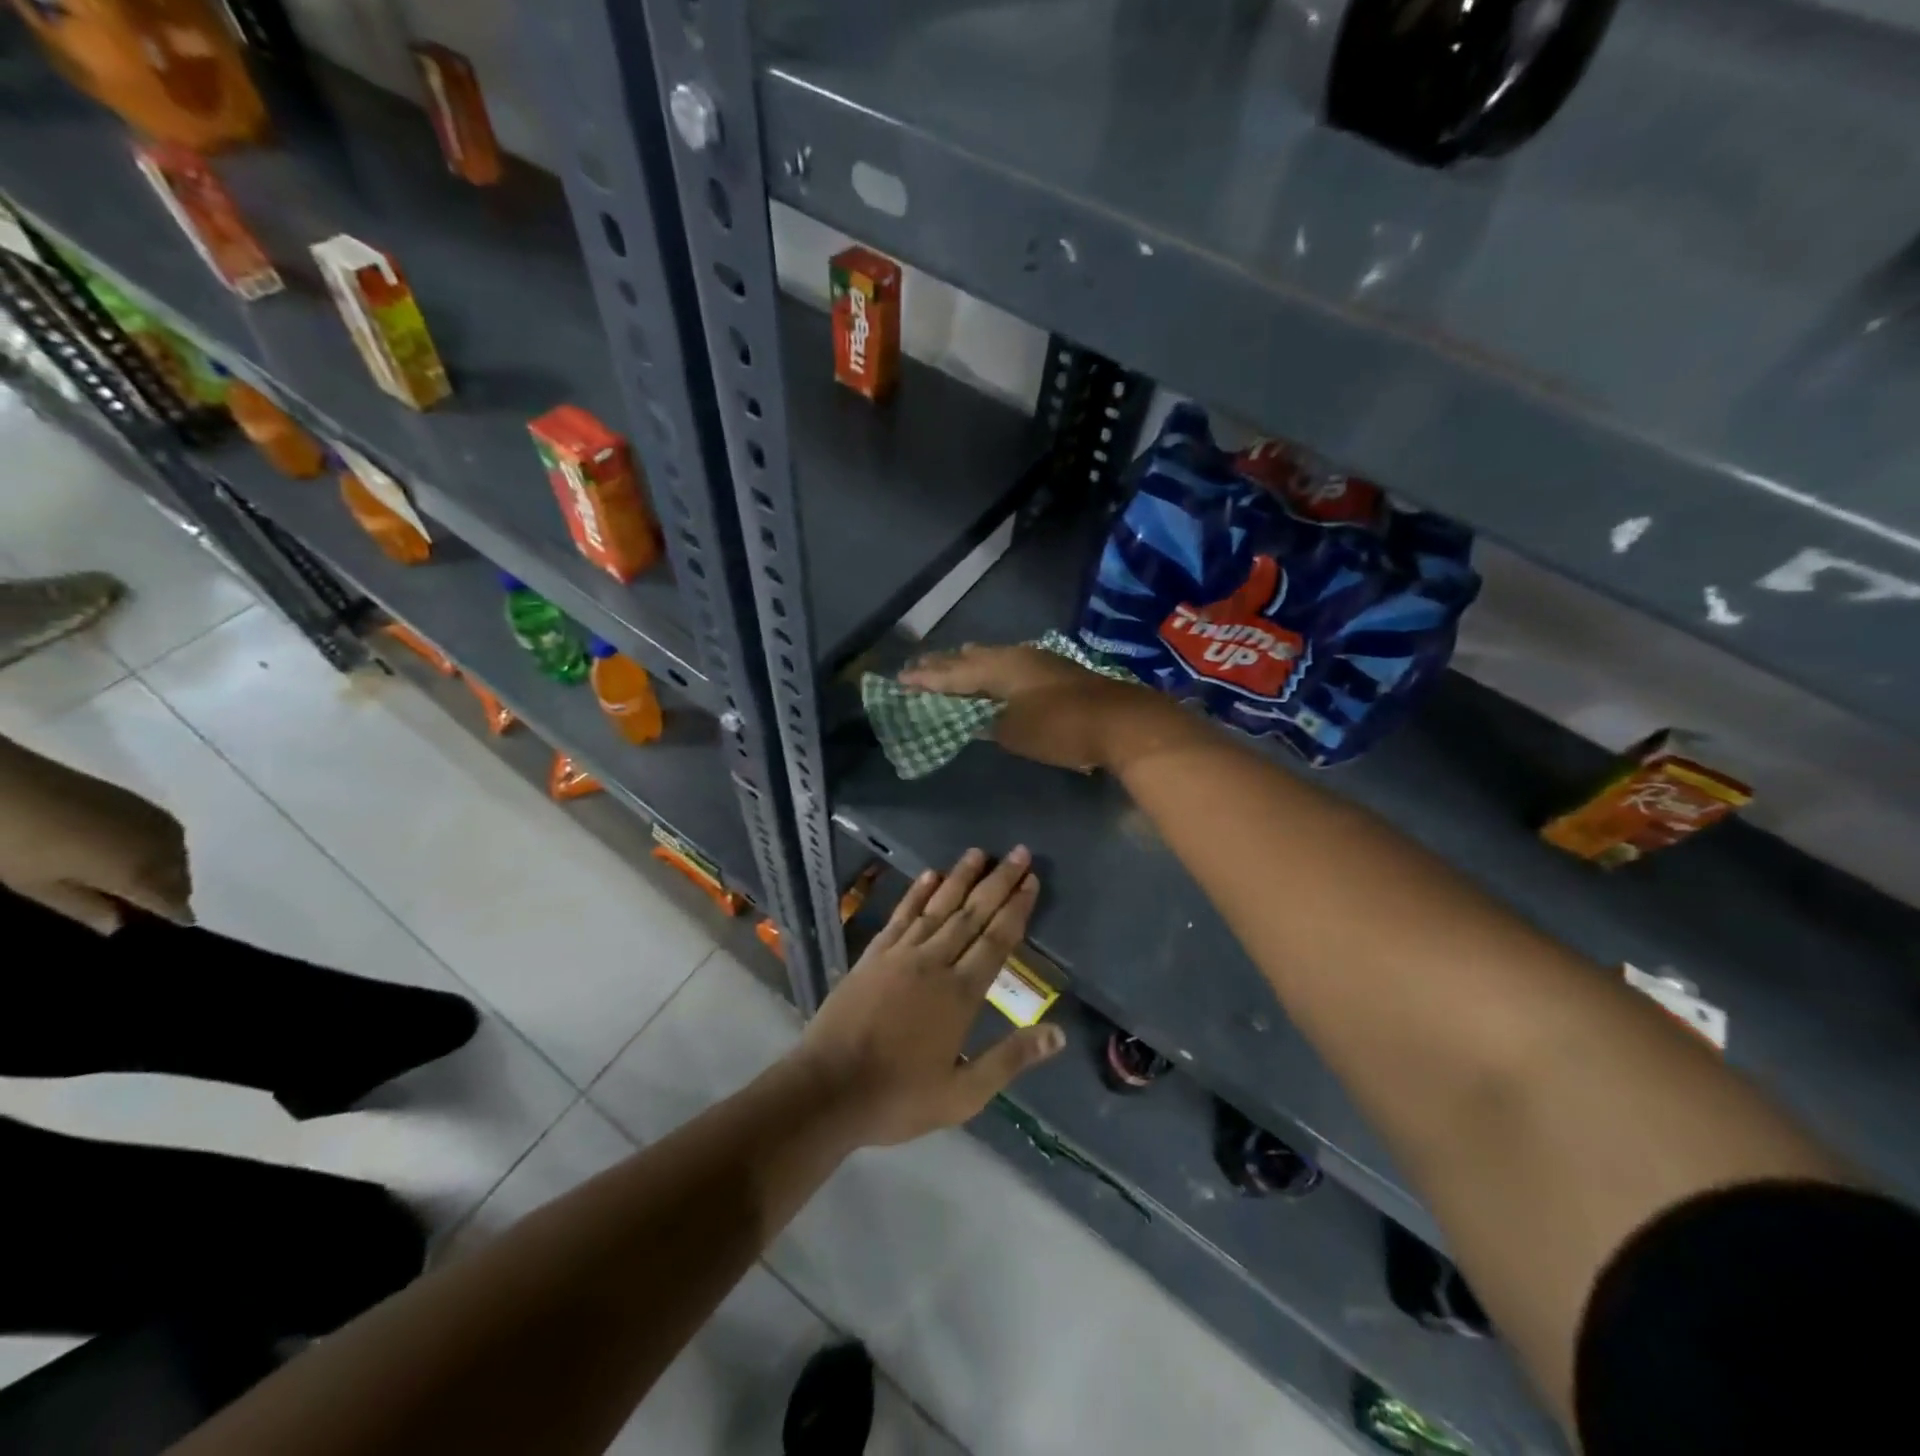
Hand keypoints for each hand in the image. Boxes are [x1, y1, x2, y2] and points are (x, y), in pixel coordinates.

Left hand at [0, 737, 192, 933]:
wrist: (12, 787)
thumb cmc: (18, 846)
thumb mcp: (38, 886)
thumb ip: (83, 907)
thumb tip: (118, 925)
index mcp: (139, 873)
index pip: (171, 900)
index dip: (176, 914)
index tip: (181, 924)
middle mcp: (162, 848)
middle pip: (180, 876)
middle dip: (173, 891)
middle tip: (158, 904)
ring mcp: (157, 823)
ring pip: (179, 854)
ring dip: (170, 869)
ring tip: (151, 878)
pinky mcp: (147, 805)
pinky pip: (169, 835)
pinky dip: (164, 849)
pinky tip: (143, 851)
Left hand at [796, 846, 1062, 1146]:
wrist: (827, 1090)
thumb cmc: (899, 1097)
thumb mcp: (963, 1094)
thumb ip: (1010, 1059)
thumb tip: (1058, 1033)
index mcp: (960, 994)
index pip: (997, 940)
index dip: (1016, 908)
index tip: (1031, 880)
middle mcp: (933, 963)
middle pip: (972, 914)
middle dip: (998, 882)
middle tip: (1018, 852)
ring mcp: (899, 955)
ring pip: (937, 907)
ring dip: (960, 878)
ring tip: (978, 852)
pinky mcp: (872, 956)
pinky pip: (901, 916)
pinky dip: (917, 894)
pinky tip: (929, 876)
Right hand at [899, 643, 1178, 771]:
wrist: (1121, 722)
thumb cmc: (1061, 727)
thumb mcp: (1015, 731)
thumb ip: (990, 722)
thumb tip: (980, 717)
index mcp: (1000, 667)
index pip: (953, 673)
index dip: (927, 678)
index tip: (901, 679)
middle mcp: (1016, 656)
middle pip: (972, 658)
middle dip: (945, 664)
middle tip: (918, 665)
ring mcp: (1039, 661)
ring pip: (993, 657)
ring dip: (970, 662)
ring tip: (952, 660)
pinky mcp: (1056, 671)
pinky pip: (1010, 663)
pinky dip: (992, 667)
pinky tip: (995, 670)